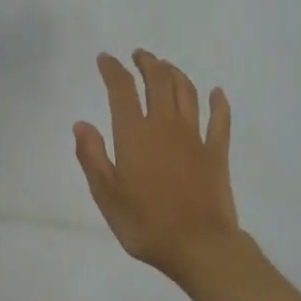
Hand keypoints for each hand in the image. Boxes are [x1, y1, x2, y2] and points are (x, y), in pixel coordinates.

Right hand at [74, 50, 240, 284]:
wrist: (198, 245)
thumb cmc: (145, 223)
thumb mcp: (106, 195)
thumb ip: (92, 156)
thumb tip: (81, 124)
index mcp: (134, 134)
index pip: (121, 90)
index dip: (113, 70)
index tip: (106, 58)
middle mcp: (165, 126)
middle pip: (158, 82)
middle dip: (147, 64)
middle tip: (139, 55)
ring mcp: (195, 137)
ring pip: (186, 93)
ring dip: (175, 74)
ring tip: (166, 66)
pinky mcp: (217, 153)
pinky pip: (220, 120)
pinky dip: (218, 103)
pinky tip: (216, 93)